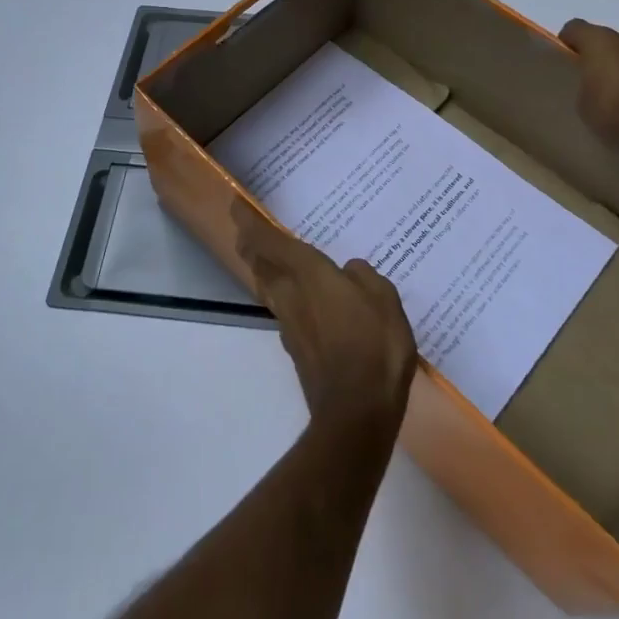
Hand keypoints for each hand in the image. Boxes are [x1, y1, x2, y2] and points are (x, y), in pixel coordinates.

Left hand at [233, 205, 417, 437]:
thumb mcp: (384, 300)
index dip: (248, 222)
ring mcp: (290, 325)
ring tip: (271, 259)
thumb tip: (349, 272)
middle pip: (260, 264)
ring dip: (263, 271)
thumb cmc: (374, 346)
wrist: (357, 413)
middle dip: (250, 245)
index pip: (269, 241)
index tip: (234, 206)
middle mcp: (291, 295)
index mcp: (309, 274)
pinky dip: (284, 297)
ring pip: (267, 288)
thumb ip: (364, 278)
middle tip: (249, 231)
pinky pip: (283, 311)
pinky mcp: (296, 350)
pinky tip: (301, 301)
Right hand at [559, 19, 618, 176]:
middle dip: (604, 57)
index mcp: (603, 42)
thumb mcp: (582, 103)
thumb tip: (591, 82)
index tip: (565, 64)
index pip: (576, 28)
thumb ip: (585, 83)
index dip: (568, 43)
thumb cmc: (616, 115)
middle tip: (595, 82)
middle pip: (612, 41)